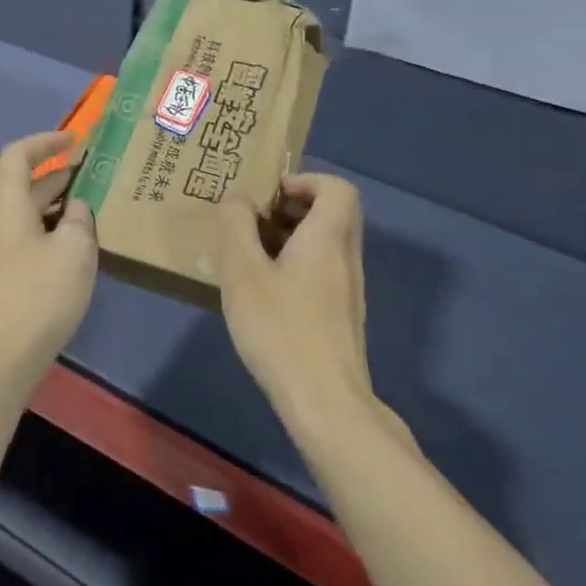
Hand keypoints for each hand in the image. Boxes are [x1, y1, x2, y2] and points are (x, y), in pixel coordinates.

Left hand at [0, 130, 97, 393]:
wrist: (2, 358)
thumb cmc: (39, 296)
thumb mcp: (73, 249)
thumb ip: (79, 218)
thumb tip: (76, 208)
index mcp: (8, 206)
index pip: (18, 156)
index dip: (45, 141)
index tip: (75, 141)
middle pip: (26, 185)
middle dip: (60, 175)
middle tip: (97, 176)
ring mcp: (0, 252)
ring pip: (31, 214)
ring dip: (60, 205)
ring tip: (95, 209)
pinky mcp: (7, 277)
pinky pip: (32, 238)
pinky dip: (55, 231)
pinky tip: (80, 247)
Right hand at [217, 173, 389, 443]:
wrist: (326, 404)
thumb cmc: (281, 329)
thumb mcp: (243, 272)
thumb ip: (236, 226)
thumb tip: (237, 198)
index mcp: (327, 239)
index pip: (338, 188)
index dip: (306, 180)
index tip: (270, 196)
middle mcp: (346, 259)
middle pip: (334, 214)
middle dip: (295, 208)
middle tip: (256, 222)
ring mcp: (349, 291)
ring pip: (329, 245)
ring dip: (294, 239)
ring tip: (253, 258)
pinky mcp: (343, 319)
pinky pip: (325, 273)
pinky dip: (298, 267)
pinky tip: (266, 295)